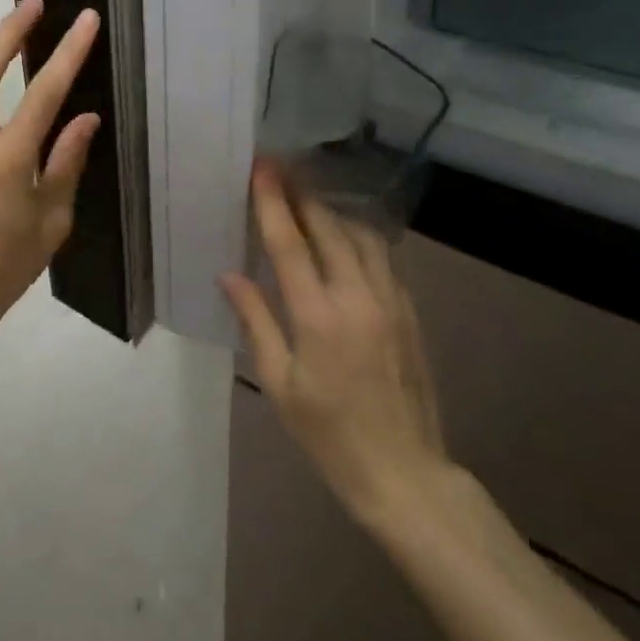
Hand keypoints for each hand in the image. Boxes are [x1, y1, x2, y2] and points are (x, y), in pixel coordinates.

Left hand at [0, 0, 100, 340]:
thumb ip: (67, 160)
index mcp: (7, 158)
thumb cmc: (7, 263)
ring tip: (5, 37)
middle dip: (11, 29)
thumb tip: (86, 116)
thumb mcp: (52, 218)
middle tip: (33, 3)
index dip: (68, 50)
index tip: (86, 19)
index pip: (45, 90)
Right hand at [221, 161, 447, 526]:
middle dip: (302, 195)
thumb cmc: (329, 434)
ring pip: (362, 236)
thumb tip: (229, 275)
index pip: (289, 242)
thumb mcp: (279, 383)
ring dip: (332, 213)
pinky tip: (344, 241)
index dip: (272, 200)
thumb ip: (255, 321)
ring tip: (309, 203)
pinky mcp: (410, 312)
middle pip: (328, 227)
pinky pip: (383, 258)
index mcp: (318, 316)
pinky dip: (358, 237)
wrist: (405, 473)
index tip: (261, 167)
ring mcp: (390, 301)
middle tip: (281, 172)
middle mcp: (357, 296)